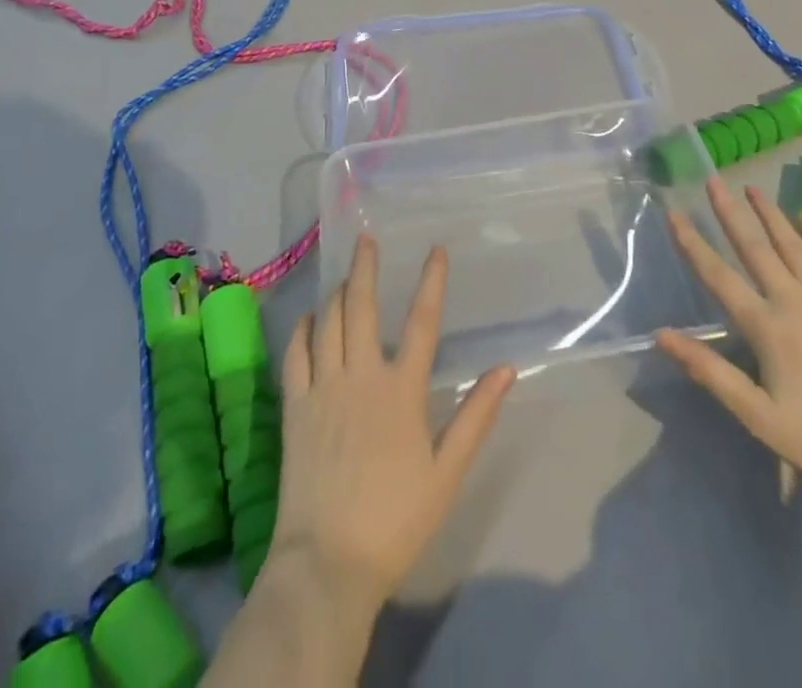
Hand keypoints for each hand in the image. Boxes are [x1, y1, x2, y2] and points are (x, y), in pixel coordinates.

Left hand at [271, 237, 515, 609]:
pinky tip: (308, 318)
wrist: (328, 563)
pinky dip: (302, 329)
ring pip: (327, 322)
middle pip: (361, 308)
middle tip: (366, 239)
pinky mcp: (294, 407)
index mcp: (401, 390)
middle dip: (365, 268)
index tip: (436, 250)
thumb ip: (476, 417)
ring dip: (336, 292)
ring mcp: (323, 388)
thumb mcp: (447, 472)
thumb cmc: (396, 520)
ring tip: (343, 274)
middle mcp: (360, 376)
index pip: (422, 322)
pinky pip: (295, 354)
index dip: (431, 282)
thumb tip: (506, 369)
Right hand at [657, 178, 801, 496]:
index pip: (718, 276)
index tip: (674, 212)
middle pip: (754, 248)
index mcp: (766, 326)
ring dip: (770, 215)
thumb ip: (712, 373)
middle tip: (713, 180)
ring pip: (793, 246)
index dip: (692, 244)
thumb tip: (662, 335)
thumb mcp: (761, 419)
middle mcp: (794, 300)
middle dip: (730, 212)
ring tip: (752, 188)